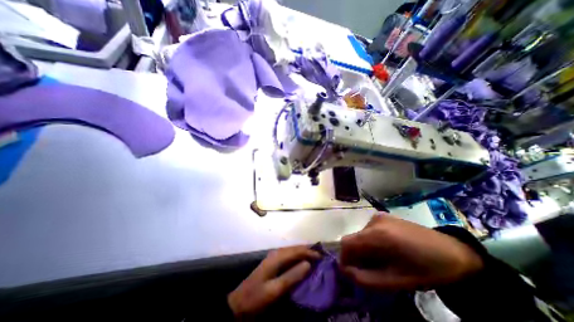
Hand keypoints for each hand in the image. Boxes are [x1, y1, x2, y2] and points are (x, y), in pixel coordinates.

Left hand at [228, 246, 319, 316]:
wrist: (238, 304)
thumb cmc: (257, 298)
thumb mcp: (275, 290)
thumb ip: (292, 276)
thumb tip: (308, 264)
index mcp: (277, 257)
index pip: (297, 250)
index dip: (310, 252)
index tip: (322, 257)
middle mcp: (276, 253)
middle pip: (295, 248)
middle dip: (308, 250)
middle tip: (320, 256)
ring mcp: (273, 257)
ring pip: (292, 251)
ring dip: (303, 253)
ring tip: (314, 258)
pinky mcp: (273, 263)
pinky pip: (288, 256)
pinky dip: (297, 257)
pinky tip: (301, 262)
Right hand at [339, 215, 482, 289]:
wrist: (453, 252)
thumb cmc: (426, 270)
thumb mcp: (396, 281)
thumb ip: (366, 278)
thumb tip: (346, 271)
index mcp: (377, 235)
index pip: (346, 243)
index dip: (344, 258)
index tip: (352, 272)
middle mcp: (374, 221)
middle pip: (353, 239)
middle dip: (356, 255)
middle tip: (369, 269)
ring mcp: (379, 216)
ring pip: (360, 234)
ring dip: (363, 248)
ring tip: (381, 260)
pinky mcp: (383, 216)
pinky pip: (368, 230)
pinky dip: (370, 241)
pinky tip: (385, 249)